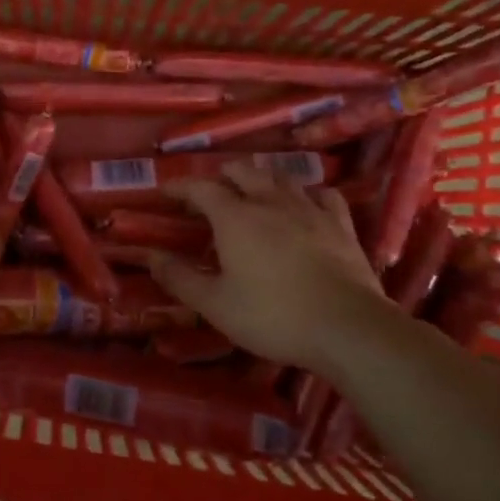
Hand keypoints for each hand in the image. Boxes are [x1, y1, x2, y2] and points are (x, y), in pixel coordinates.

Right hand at [149, 161, 384, 374]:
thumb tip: (151, 256)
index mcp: (235, 218)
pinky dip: (307, 194)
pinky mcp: (341, 226)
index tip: (165, 190)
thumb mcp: (215, 304)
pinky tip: (305, 204)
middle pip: (244, 172)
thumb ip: (179, 278)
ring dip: (262, 179)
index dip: (181, 186)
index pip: (201, 188)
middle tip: (210, 190)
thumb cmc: (272, 315)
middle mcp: (270, 202)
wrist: (348, 328)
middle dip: (223, 175)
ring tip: (253, 190)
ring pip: (282, 178)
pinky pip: (323, 195)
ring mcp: (310, 210)